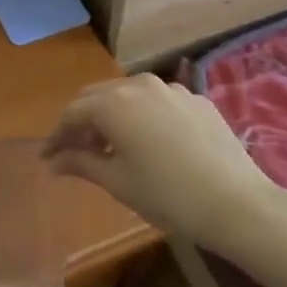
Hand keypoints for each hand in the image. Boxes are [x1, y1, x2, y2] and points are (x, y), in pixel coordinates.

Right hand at [43, 75, 285, 254]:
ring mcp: (170, 88)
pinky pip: (157, 101)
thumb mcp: (118, 182)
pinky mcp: (195, 98)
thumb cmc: (168, 196)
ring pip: (128, 95)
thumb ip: (81, 164)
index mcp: (112, 103)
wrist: (237, 202)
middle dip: (82, 121)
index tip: (49, 158)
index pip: (72, 113)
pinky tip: (150, 142)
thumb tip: (53, 161)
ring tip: (112, 146)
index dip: (57, 136)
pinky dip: (143, 116)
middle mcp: (137, 84)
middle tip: (75, 151)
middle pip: (97, 97)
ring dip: (112, 115)